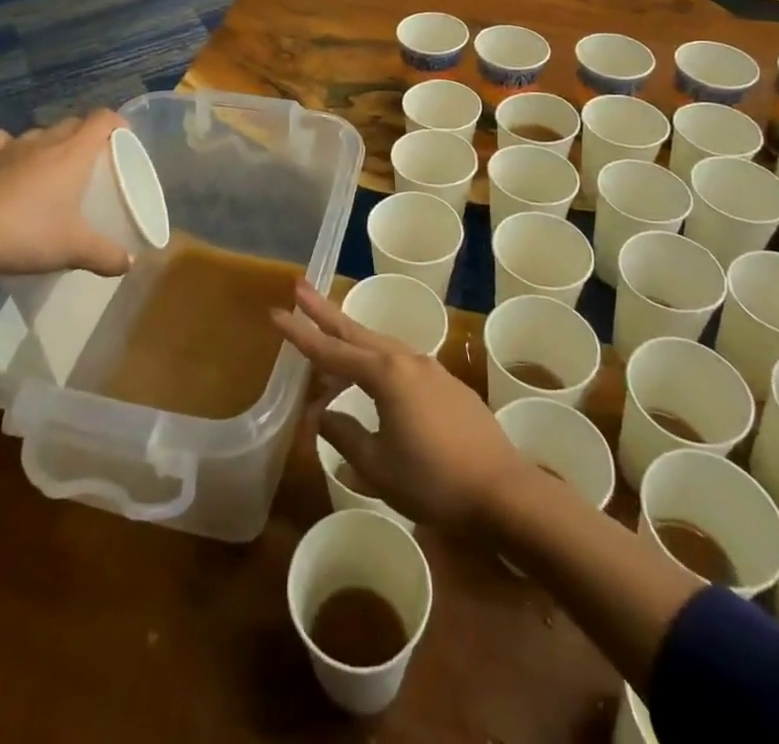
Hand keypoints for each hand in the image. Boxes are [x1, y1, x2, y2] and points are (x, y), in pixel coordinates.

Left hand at [0, 112, 133, 279]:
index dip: (117, 124)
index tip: (123, 140)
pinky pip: (2, 143)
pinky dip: (10, 150)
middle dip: (86, 136)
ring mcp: (7, 146)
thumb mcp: (72, 250)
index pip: (102, 120)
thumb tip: (129, 263)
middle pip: (72, 124)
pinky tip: (8, 168)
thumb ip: (106, 256)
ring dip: (49, 145)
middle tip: (91, 165)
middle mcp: (43, 141)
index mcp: (72, 153)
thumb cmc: (23, 234)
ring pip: (38, 134)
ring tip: (50, 171)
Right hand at [273, 280, 533, 534]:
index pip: (331, 351)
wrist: (502, 490)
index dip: (300, 334)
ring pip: (380, 344)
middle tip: (300, 288)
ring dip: (352, 337)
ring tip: (330, 335)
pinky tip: (375, 377)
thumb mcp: (378, 466)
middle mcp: (406, 360)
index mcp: (385, 374)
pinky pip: (400, 362)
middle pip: (356, 330)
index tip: (276, 313)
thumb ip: (345, 435)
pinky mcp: (446, 384)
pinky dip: (377, 360)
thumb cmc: (434, 481)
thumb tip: (323, 415)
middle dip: (325, 311)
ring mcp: (430, 369)